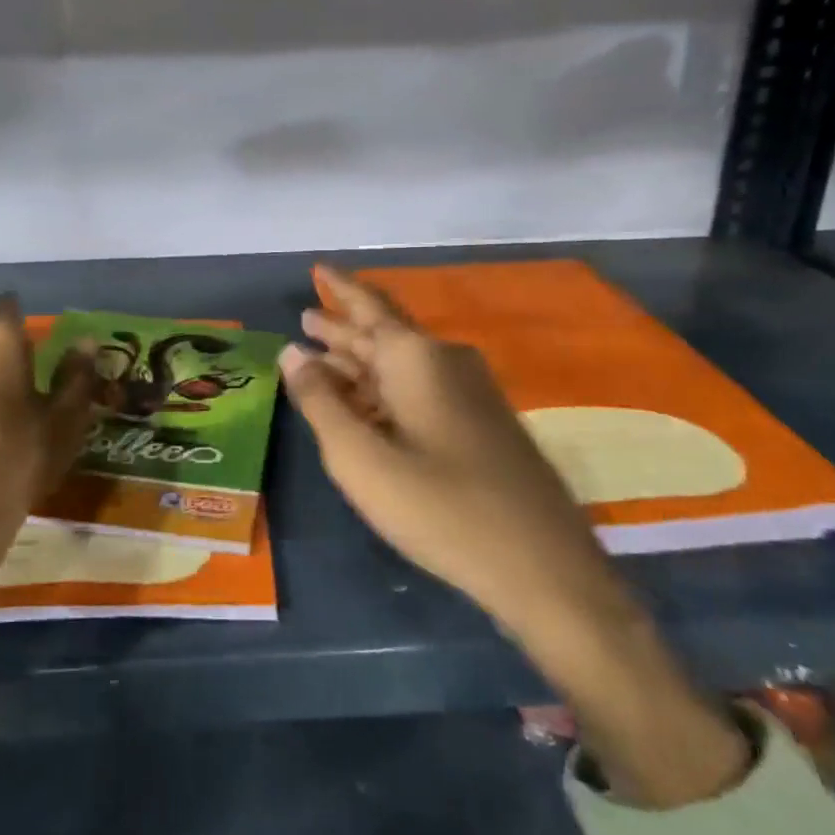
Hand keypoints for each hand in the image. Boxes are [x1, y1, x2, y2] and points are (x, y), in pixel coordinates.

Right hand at [282, 265, 749, 807]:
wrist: (541, 567)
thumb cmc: (440, 508)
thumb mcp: (361, 458)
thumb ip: (321, 403)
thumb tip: (293, 353)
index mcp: (416, 358)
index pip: (368, 307)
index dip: (340, 287)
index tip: (319, 268)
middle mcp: (445, 362)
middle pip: (384, 334)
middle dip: (343, 327)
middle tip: (307, 317)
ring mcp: (470, 393)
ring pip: (402, 364)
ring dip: (361, 359)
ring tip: (323, 353)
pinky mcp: (482, 424)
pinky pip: (421, 389)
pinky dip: (385, 388)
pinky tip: (367, 403)